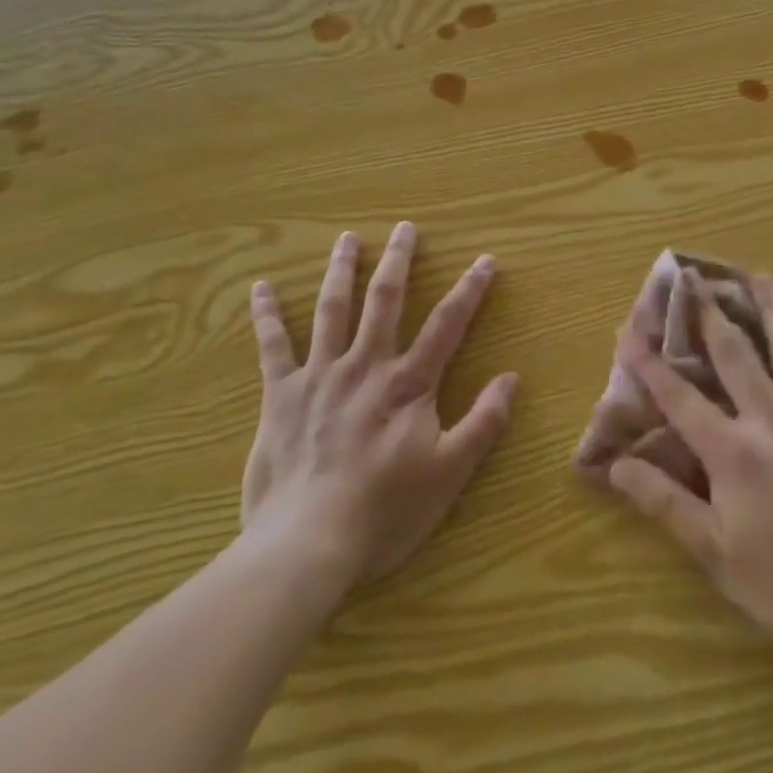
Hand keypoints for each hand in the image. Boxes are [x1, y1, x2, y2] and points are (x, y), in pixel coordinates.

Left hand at [239, 223, 517, 584]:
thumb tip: (512, 378)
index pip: (446, 324)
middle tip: (405, 227)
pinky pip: (272, 347)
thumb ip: (483, 422)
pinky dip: (266, 315)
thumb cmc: (385, 511)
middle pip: (385, 301)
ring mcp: (320, 376)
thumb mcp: (449, 473)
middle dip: (398, 261)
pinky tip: (261, 287)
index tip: (484, 260)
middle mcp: (365, 366)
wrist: (307, 544)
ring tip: (346, 239)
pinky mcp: (280, 396)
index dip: (469, 290)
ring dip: (340, 271)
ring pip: (332, 310)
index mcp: (408, 384)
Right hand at [605, 271, 772, 671]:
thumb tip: (617, 466)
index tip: (630, 332)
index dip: (650, 364)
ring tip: (760, 276)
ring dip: (772, 308)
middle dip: (710, 313)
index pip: (680, 398)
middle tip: (696, 276)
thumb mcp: (717, 554)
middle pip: (736, 353)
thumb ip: (666, 504)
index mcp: (734, 453)